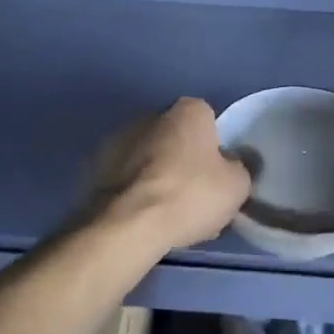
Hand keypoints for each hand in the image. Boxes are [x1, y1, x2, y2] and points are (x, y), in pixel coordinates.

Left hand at [85, 98, 251, 253]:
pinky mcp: (95, 165)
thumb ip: (239, 167)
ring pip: (149, 158)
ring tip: (166, 213)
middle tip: (193, 196)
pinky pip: (127, 177)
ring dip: (156, 176)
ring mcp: (118, 138)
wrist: (128, 223)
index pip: (208, 121)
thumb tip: (231, 165)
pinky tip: (142, 217)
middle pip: (176, 138)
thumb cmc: (190, 195)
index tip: (217, 176)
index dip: (215, 149)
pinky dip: (134, 190)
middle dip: (183, 161)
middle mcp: (150, 114)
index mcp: (188, 110)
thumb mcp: (237, 186)